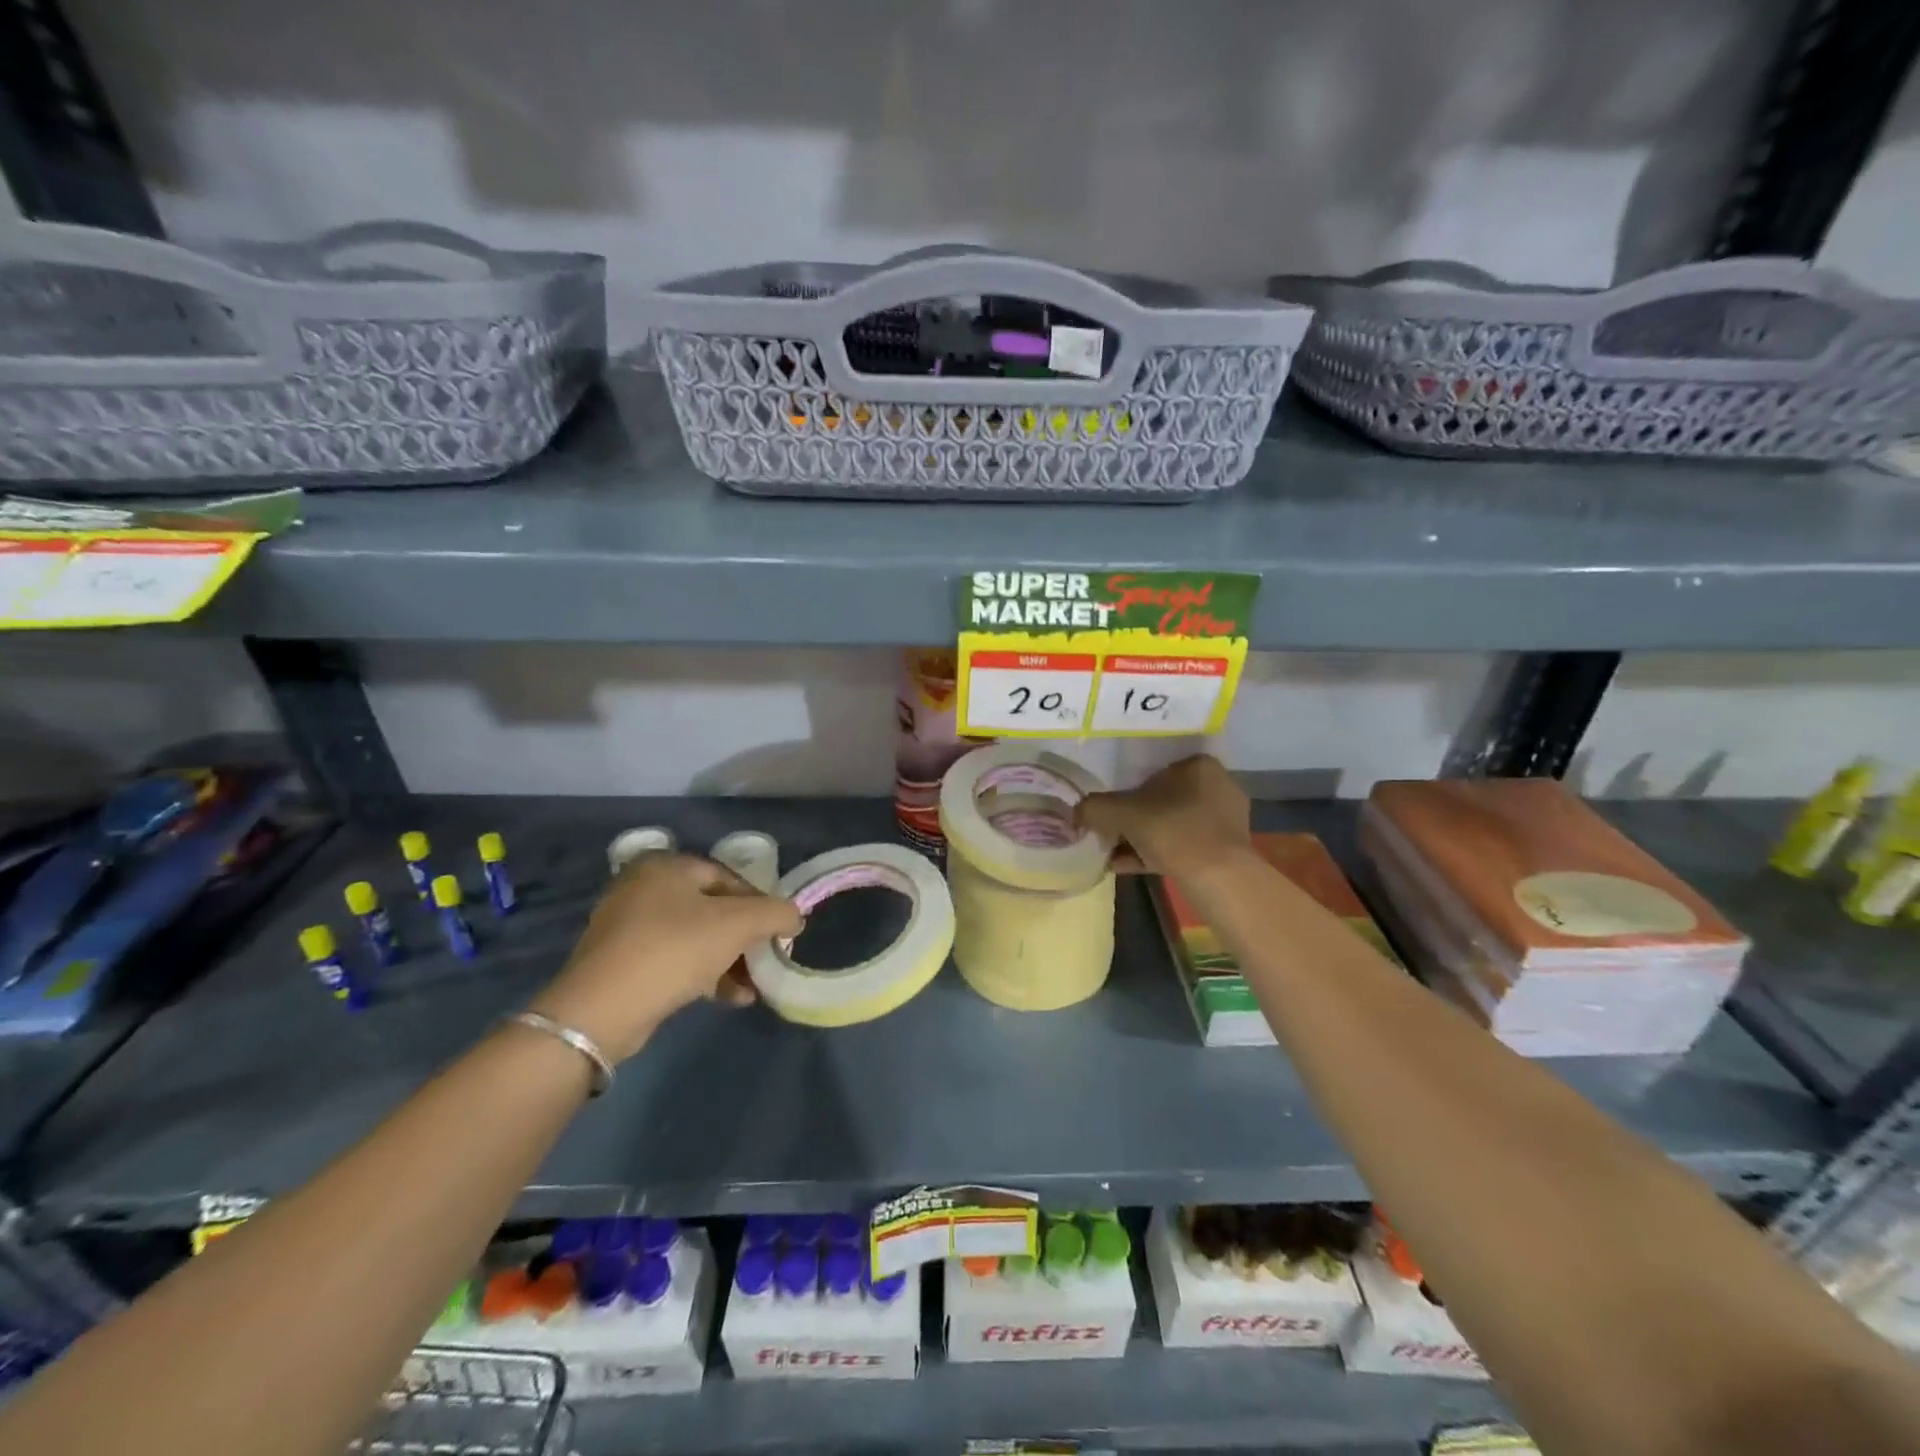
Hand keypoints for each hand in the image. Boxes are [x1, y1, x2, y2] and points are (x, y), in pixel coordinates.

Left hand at [529, 854, 801, 1060]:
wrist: (600, 1010)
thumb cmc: (674, 950)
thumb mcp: (737, 925)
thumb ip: (775, 914)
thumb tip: (794, 917)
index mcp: (666, 866)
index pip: (729, 877)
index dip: (760, 904)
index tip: (778, 933)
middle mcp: (643, 887)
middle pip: (713, 908)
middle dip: (745, 938)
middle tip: (766, 960)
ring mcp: (627, 925)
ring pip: (695, 936)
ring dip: (729, 960)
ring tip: (752, 987)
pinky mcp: (621, 961)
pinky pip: (673, 959)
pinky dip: (703, 973)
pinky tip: (730, 998)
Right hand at [1075, 754, 1251, 879]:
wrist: (1217, 877)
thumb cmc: (1171, 829)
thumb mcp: (1121, 813)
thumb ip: (1094, 807)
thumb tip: (1077, 811)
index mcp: (1198, 764)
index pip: (1153, 771)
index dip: (1126, 791)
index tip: (1109, 811)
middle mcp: (1217, 785)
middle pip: (1161, 800)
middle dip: (1133, 819)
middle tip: (1109, 835)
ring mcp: (1225, 819)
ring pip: (1172, 825)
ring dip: (1141, 839)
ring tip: (1113, 856)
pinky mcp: (1227, 849)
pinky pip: (1183, 845)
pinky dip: (1157, 853)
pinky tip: (1128, 867)